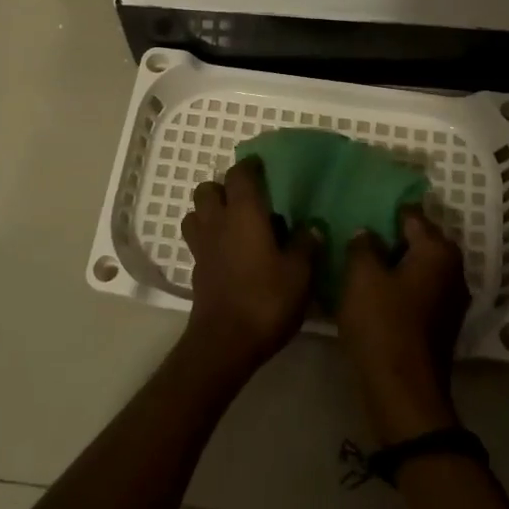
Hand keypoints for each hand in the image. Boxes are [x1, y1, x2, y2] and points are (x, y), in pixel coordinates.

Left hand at [181, 157, 317, 377]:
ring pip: (196, 213)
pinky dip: (210, 238)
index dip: (250, 167)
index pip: (240, 175)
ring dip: (210, 211)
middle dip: (224, 187)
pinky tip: (230, 253)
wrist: (225, 342)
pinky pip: (198, 240)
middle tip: (247, 198)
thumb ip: (305, 245)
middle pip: (208, 189)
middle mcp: (218, 222)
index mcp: (244, 214)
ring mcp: (202, 246)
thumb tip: (312, 226)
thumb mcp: (299, 274)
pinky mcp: (196, 269)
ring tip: (234, 223)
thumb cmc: (266, 300)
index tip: (263, 167)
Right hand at [338, 209, 469, 443]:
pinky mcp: (442, 323)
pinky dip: (400, 288)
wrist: (403, 392)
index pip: (410, 215)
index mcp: (438, 251)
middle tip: (357, 238)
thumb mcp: (362, 276)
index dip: (384, 211)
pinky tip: (374, 293)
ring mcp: (451, 299)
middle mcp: (453, 269)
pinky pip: (419, 291)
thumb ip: (363, 245)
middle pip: (418, 241)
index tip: (360, 210)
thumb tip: (368, 234)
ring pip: (418, 267)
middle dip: (390, 238)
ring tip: (361, 264)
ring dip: (394, 264)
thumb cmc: (382, 324)